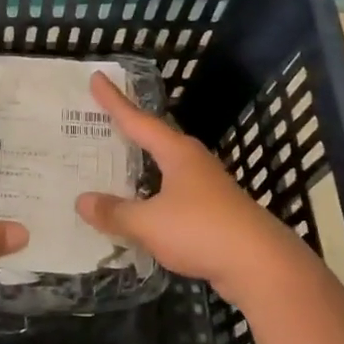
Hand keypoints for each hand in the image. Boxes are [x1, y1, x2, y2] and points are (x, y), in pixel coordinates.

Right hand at [76, 71, 306, 295]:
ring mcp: (206, 188)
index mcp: (177, 153)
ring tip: (114, 163)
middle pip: (154, 139)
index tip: (97, 78)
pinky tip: (139, 207)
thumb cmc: (202, 230)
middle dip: (128, 130)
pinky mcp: (212, 213)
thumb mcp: (149, 222)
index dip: (115, 101)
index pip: (138, 120)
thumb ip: (115, 212)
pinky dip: (150, 196)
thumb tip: (82, 201)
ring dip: (140, 166)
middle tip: (100, 119)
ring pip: (164, 169)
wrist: (261, 266)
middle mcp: (192, 163)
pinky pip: (171, 196)